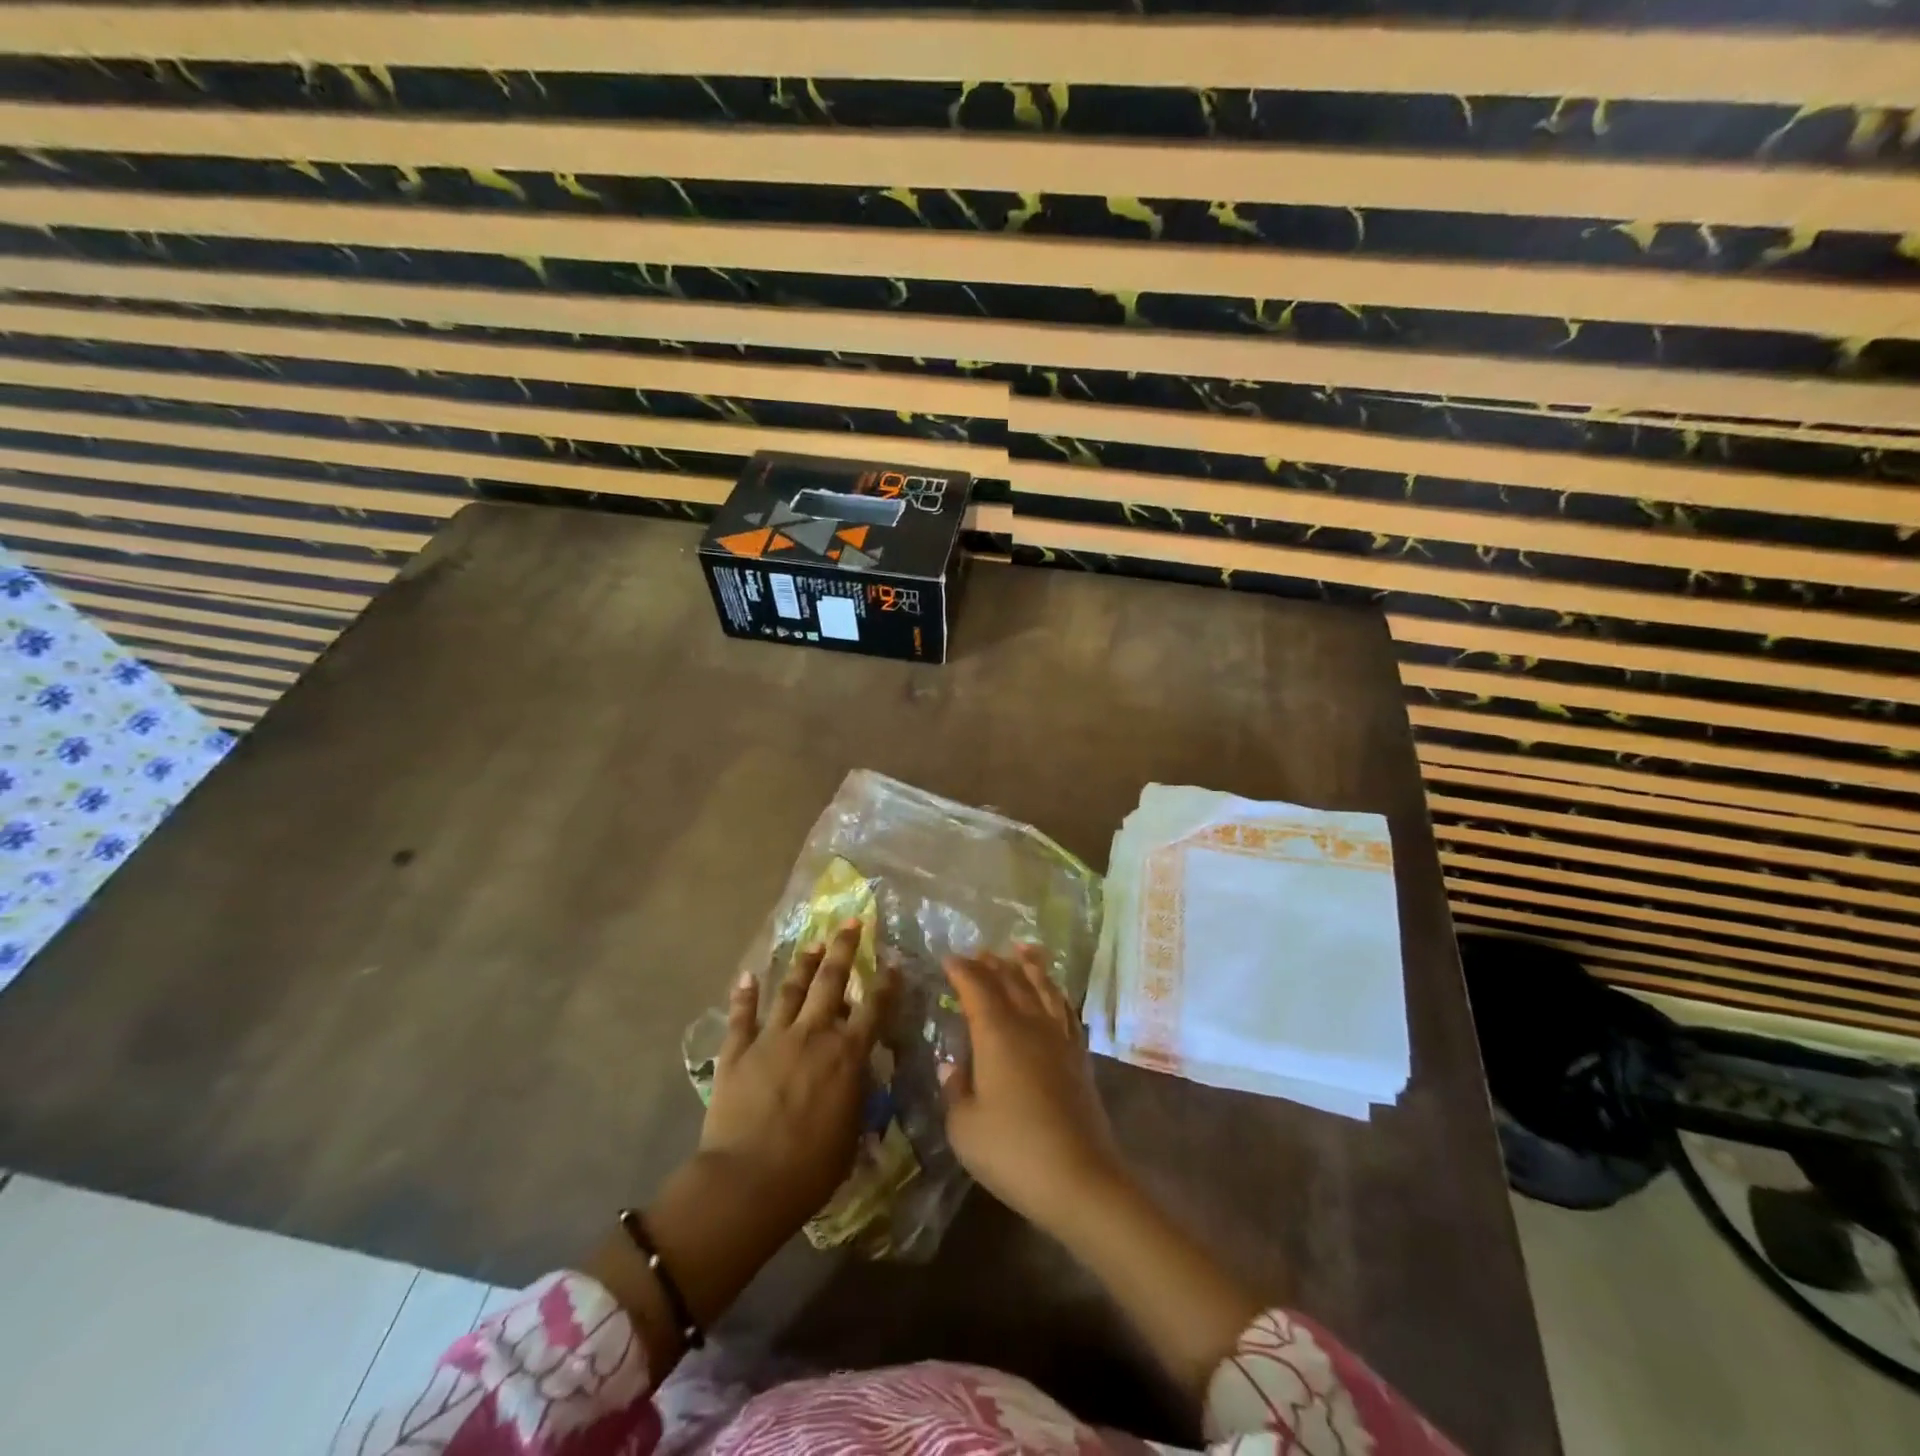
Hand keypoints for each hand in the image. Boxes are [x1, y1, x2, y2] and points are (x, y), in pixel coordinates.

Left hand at [698, 919, 892, 1239]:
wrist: (748, 1182)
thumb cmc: (811, 1169)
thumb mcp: (852, 1132)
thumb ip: (856, 1094)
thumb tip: (858, 1072)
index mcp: (846, 1054)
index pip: (874, 1007)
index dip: (886, 982)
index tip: (893, 962)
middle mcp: (812, 1034)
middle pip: (831, 981)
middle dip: (843, 948)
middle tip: (850, 922)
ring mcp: (772, 1038)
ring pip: (790, 989)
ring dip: (802, 963)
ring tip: (812, 942)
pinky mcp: (737, 1052)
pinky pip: (741, 1016)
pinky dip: (744, 994)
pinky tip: (747, 976)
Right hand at [941, 946, 1127, 1236]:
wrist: (1080, 1178)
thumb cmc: (1013, 1151)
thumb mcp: (965, 1127)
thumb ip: (954, 1090)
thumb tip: (952, 1065)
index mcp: (997, 1033)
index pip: (976, 988)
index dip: (961, 970)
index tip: (948, 959)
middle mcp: (1029, 1024)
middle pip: (1011, 981)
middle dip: (992, 963)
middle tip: (978, 952)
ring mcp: (1059, 1038)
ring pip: (1043, 988)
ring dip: (1029, 966)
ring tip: (1022, 949)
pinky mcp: (1079, 1057)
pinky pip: (1065, 1011)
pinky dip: (1056, 993)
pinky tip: (1054, 994)